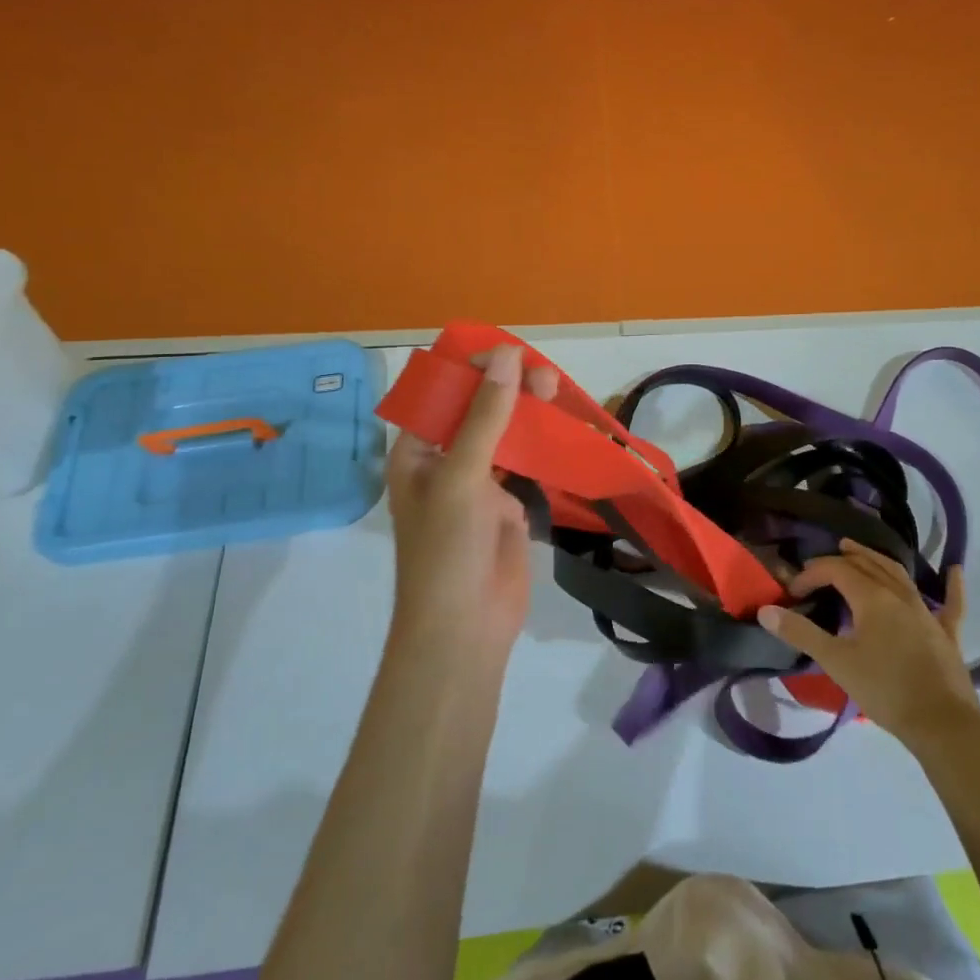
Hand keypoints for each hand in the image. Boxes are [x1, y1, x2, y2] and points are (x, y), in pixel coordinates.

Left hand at [385, 343, 558, 659]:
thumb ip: (485, 416)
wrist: (465, 628)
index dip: (469, 369)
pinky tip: (563, 425)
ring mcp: (477, 484)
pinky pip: (525, 463)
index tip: (507, 352)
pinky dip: (542, 443)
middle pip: (475, 410)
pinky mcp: (507, 505)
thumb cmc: (447, 549)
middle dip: (505, 388)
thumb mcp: (461, 476)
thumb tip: (507, 356)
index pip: (439, 395)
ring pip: (504, 434)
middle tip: (541, 372)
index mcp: (415, 452)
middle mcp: (444, 462)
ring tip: (555, 388)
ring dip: (527, 412)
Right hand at [758, 540, 979, 750]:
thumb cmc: (885, 689)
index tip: (794, 593)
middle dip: (842, 560)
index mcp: (872, 597)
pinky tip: (956, 571)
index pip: (836, 570)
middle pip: (867, 565)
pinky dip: (952, 587)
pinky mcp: (947, 634)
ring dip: (876, 560)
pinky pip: (950, 604)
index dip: (812, 574)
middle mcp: (899, 595)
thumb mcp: (836, 662)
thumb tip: (766, 611)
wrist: (942, 725)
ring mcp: (927, 612)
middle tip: (821, 565)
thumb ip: (801, 633)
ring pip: (899, 575)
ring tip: (858, 553)